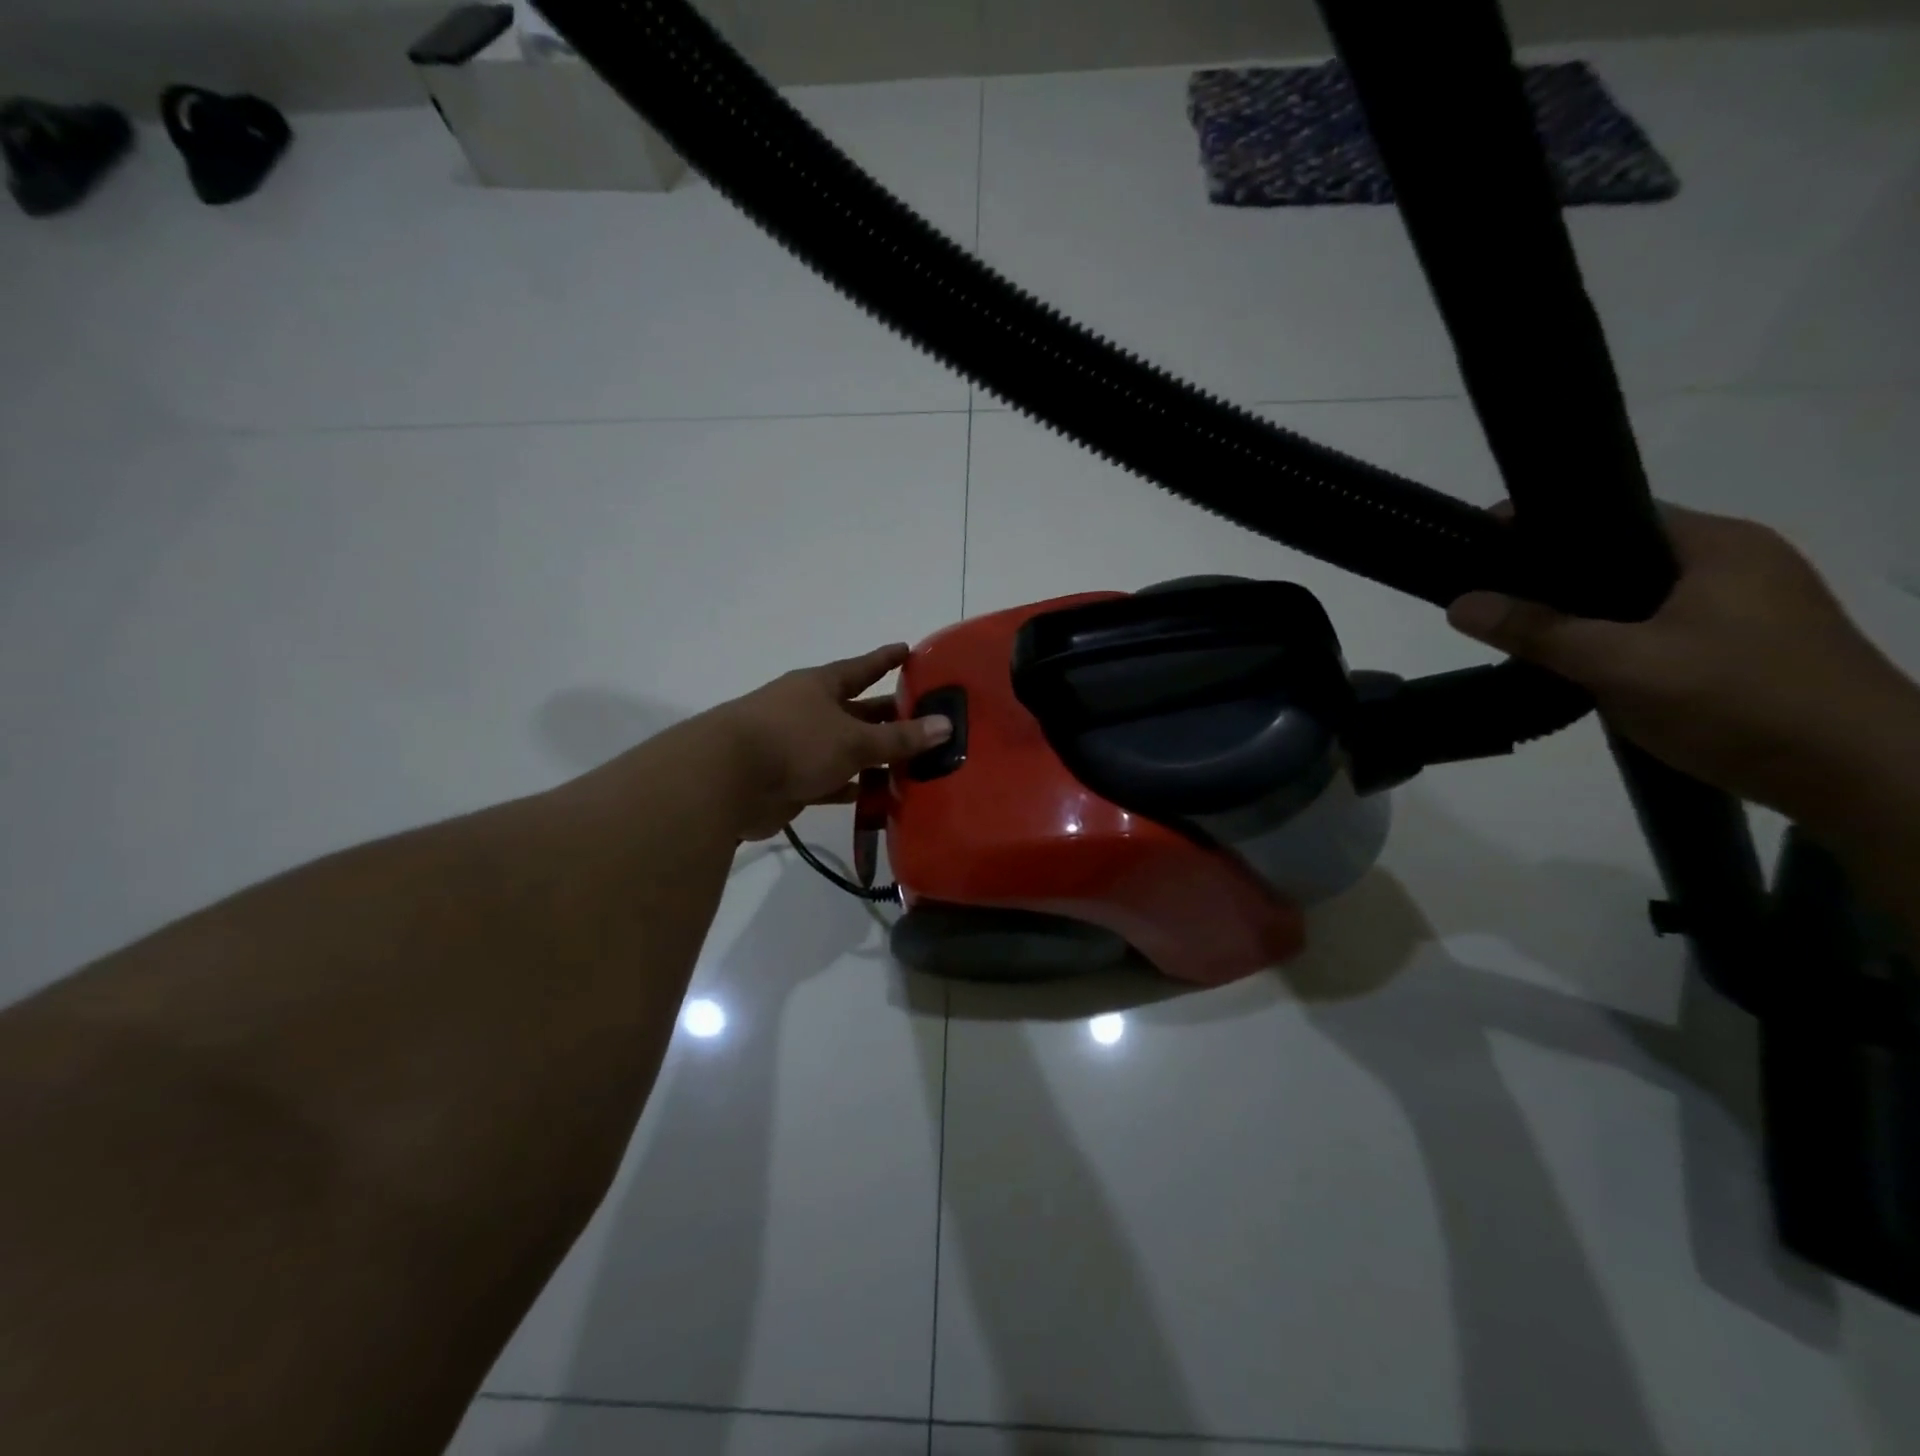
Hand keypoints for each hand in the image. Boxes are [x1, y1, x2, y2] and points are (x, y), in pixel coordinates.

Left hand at [704, 644, 951, 840]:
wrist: (726, 781)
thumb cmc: (795, 742)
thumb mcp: (854, 739)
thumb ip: (899, 738)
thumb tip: (946, 725)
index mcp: (821, 687)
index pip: (862, 668)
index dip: (885, 659)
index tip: (908, 650)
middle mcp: (809, 711)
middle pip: (858, 712)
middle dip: (889, 717)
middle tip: (927, 720)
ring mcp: (798, 747)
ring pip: (846, 750)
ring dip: (875, 758)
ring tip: (915, 765)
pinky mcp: (791, 781)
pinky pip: (832, 783)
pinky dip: (854, 789)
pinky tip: (881, 798)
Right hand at [1447, 506, 1919, 838]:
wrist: (1863, 777)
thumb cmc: (1740, 703)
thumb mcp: (1622, 665)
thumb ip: (1538, 631)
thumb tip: (1459, 603)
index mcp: (1715, 544)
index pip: (1609, 514)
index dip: (1540, 527)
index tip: (1477, 547)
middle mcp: (1737, 561)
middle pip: (1620, 555)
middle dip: (1555, 577)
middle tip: (1492, 599)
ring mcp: (1749, 605)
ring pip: (1639, 596)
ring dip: (1586, 614)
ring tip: (1525, 635)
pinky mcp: (1749, 646)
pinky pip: (1660, 626)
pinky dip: (1616, 638)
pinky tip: (1584, 665)